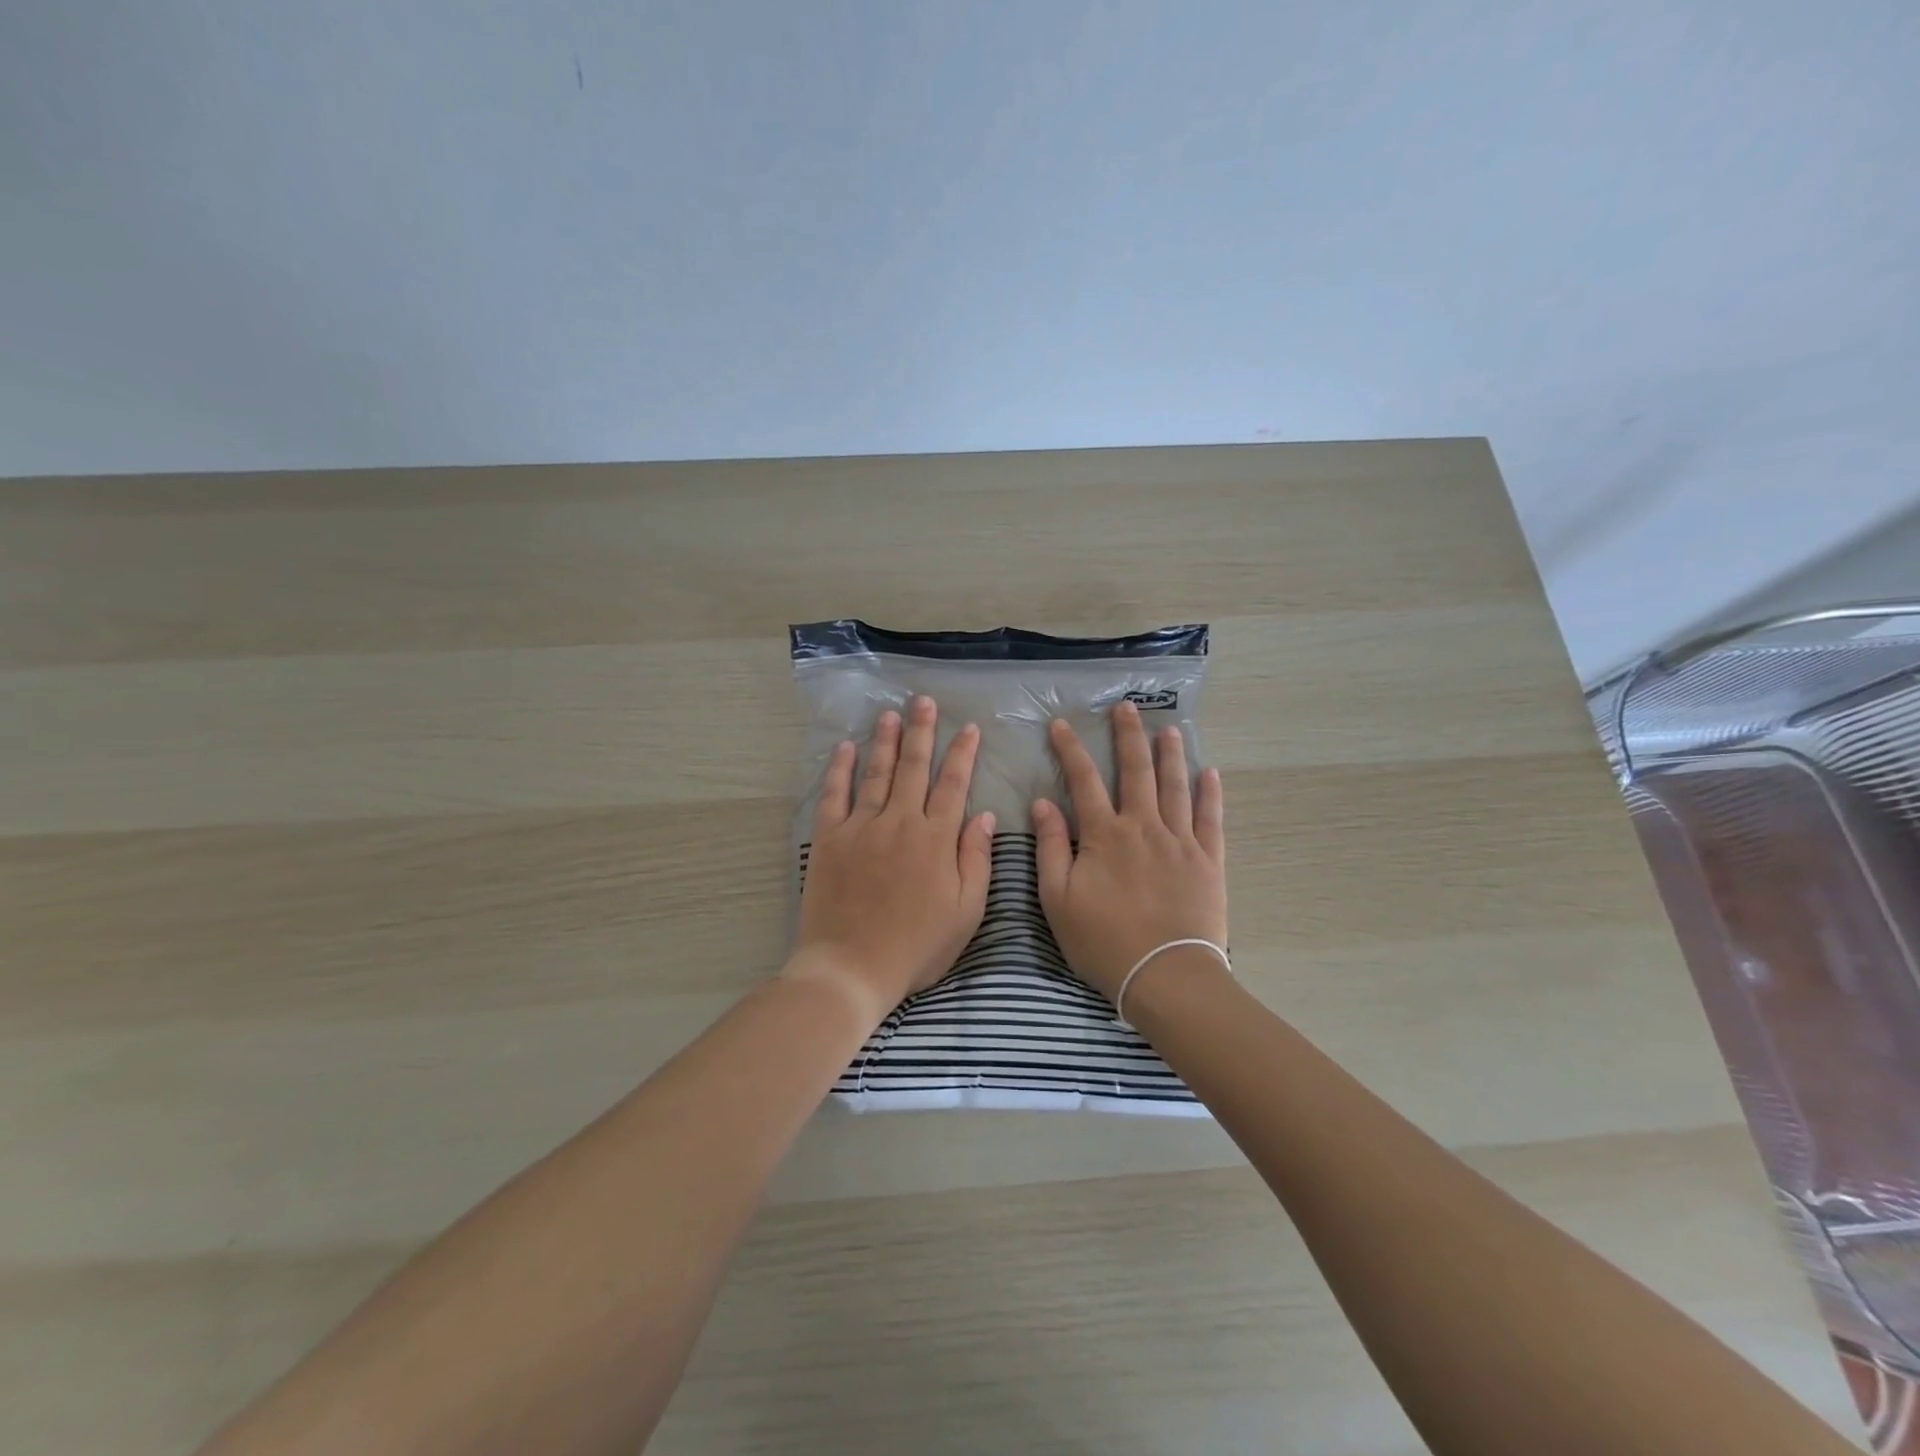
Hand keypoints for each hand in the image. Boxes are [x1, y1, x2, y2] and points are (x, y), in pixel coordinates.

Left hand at [787, 695, 995, 1026]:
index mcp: (936, 839)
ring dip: (884, 740)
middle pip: (913, 767)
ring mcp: (861, 827)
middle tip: (923, 702)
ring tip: (890, 713)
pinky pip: (834, 795)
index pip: (953, 784)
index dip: (962, 753)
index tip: (967, 727)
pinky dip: (839, 769)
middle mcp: (900, 822)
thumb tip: (985, 815)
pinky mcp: (828, 839)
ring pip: (876, 772)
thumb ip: (976, 860)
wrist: (851, 967)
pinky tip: (845, 747)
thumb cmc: (916, 946)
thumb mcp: (965, 912)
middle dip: (921, 731)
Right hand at [1031, 702, 1226, 1003]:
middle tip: (1127, 707)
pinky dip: (1210, 793)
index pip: (1084, 780)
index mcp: (1105, 835)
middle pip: (1136, 771)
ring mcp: (1180, 841)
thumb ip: (1051, 847)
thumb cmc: (1103, 941)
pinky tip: (1210, 773)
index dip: (1071, 750)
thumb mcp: (1058, 899)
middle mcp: (1144, 827)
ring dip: (1171, 755)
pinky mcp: (1208, 861)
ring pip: (1175, 787)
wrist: (1165, 975)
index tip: (1062, 725)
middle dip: (1129, 736)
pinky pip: (1211, 819)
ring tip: (1169, 729)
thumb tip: (1043, 803)